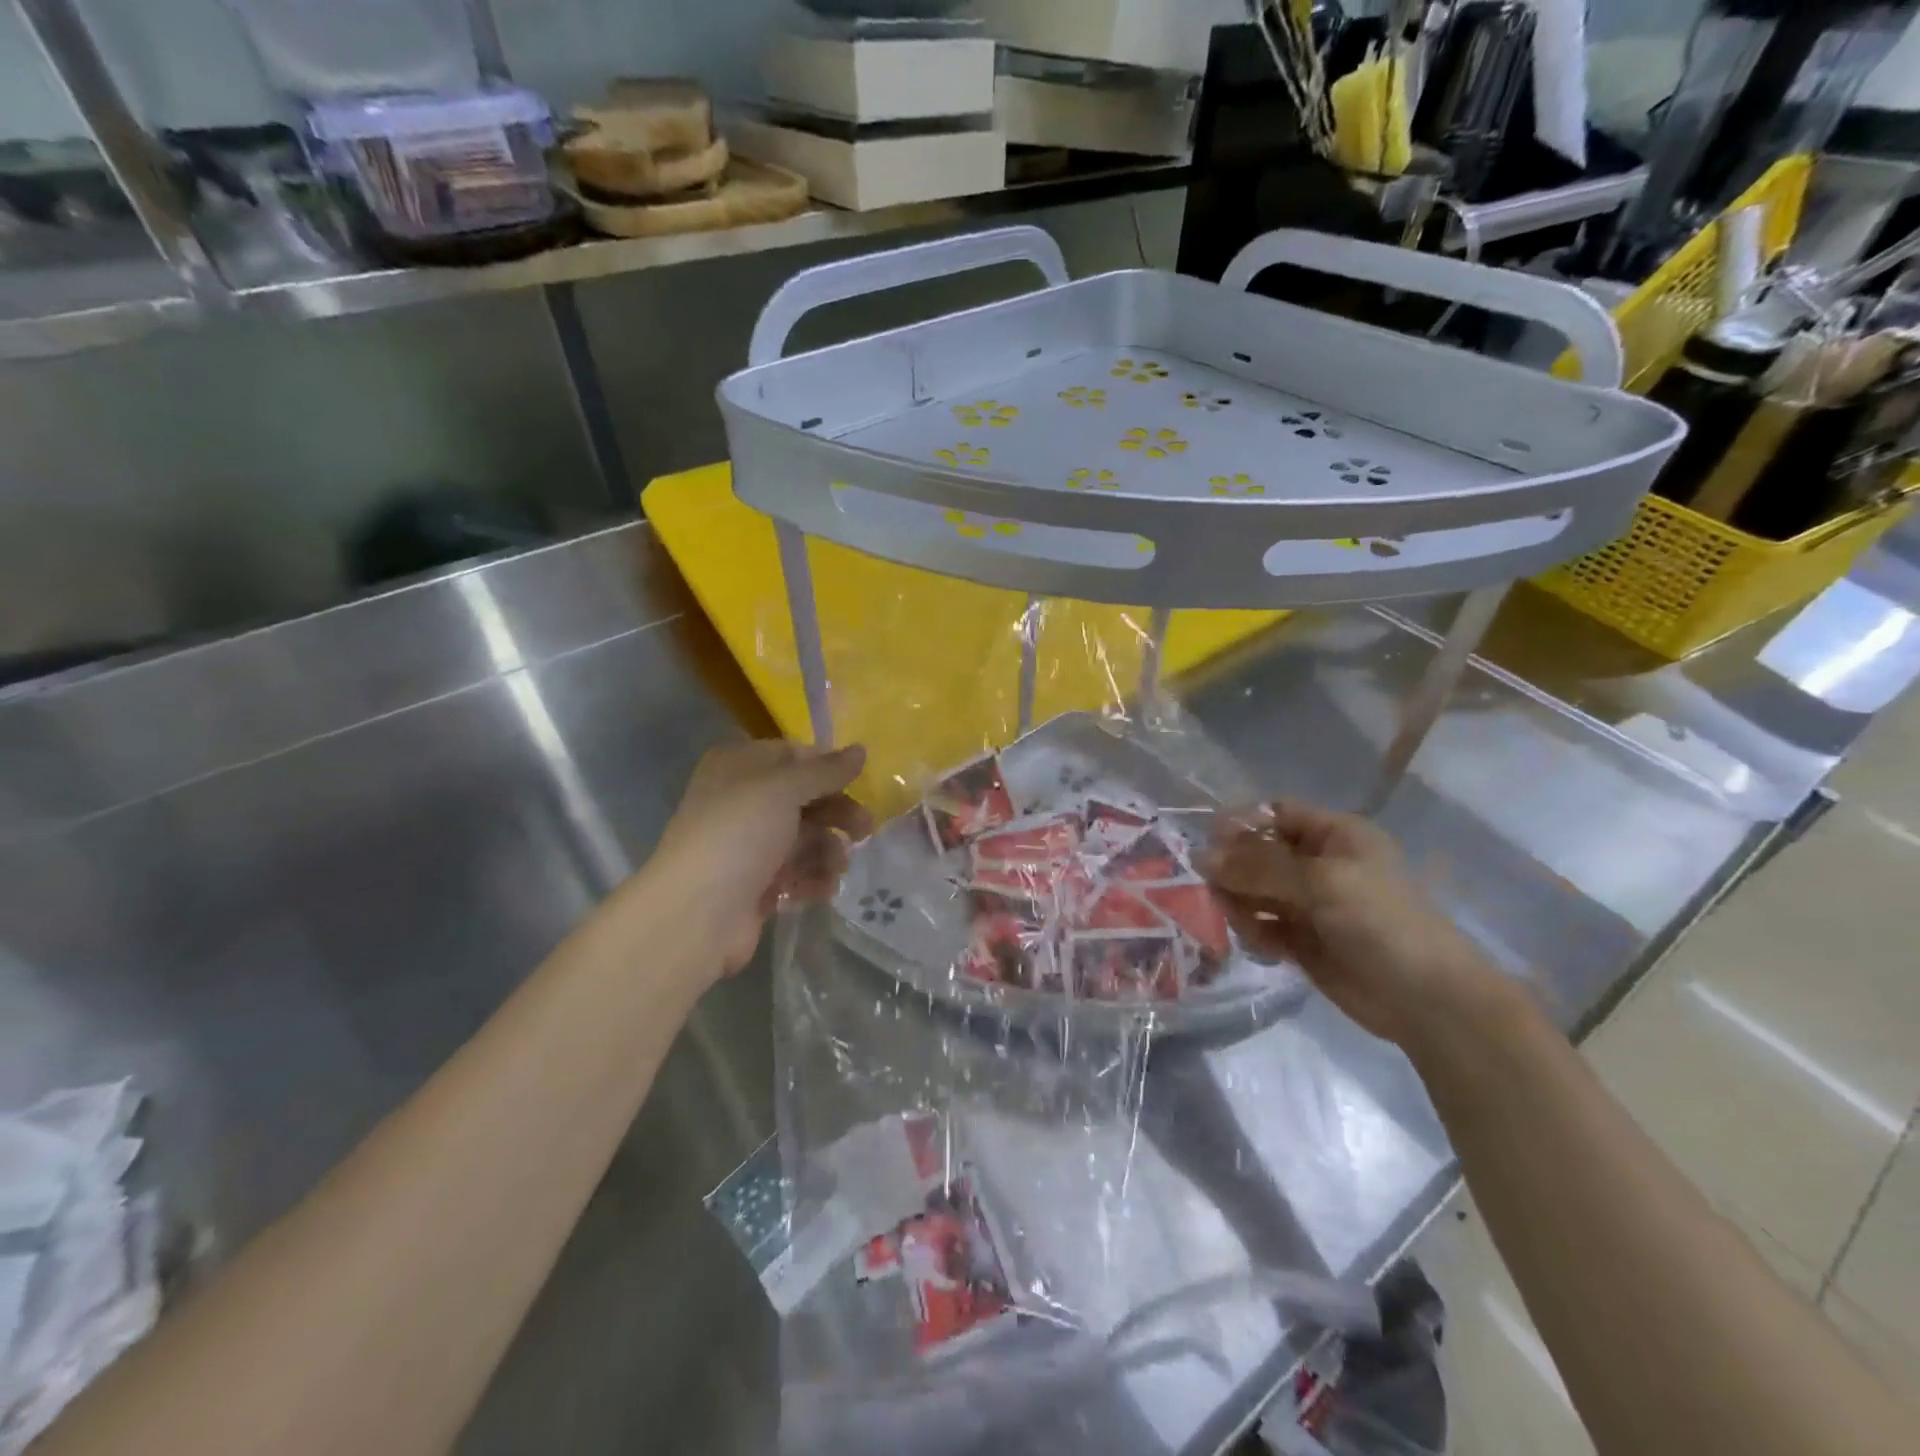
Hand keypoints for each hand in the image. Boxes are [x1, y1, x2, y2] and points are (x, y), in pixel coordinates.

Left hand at [642, 740, 872, 979]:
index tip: (856, 783)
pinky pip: (796, 872)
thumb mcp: (784, 789)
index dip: (826, 768)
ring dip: (828, 850)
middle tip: (865, 830)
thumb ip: (826, 770)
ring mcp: (749, 845)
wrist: (697, 913)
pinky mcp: (757, 884)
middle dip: (837, 813)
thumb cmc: (739, 834)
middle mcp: (742, 800)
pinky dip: (813, 878)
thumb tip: (861, 750)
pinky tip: (823, 889)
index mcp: (739, 766)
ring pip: (805, 838)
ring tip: (837, 868)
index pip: (793, 755)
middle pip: (804, 798)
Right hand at [1201, 800, 1503, 1050]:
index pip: (1278, 814)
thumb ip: (1259, 867)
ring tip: (1238, 918)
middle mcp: (1320, 864)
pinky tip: (1259, 942)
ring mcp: (1309, 903)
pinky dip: (1253, 929)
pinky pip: (1263, 924)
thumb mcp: (1321, 881)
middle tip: (1211, 885)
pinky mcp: (1301, 940)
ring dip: (1239, 900)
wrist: (1426, 999)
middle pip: (1260, 852)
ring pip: (1255, 889)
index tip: (1208, 839)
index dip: (1243, 822)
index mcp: (1335, 836)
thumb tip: (1202, 857)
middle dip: (1234, 866)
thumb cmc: (1381, 922)